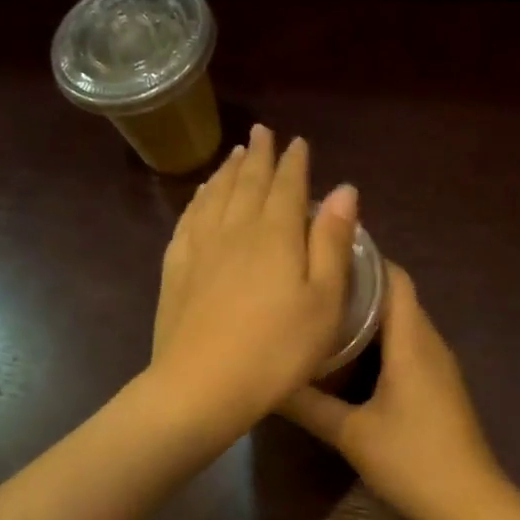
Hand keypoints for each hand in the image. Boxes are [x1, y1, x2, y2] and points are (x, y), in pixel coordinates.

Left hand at [149, 125, 358, 437]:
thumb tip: (343, 189)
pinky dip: (198, 201)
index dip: (294, 162)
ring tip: (234, 156)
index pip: (287, 185)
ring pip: (215, 196)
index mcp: (275, 233)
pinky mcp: (175, 270)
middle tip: (262, 134)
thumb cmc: (277, 350)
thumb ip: (331, 242)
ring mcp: (199, 248)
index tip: (297, 142)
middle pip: (247, 182)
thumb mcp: (323, 301)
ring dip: (227, 172)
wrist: (202, 385)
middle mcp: (235, 228)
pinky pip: (188, 220)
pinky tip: (200, 199)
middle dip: (258, 155)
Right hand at [280, 264, 502, 519]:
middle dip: (356, 285)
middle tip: (309, 284)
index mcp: (412, 340)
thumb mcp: (351, 433)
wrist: (468, 502)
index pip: (393, 276)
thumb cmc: (411, 459)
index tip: (321, 251)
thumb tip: (267, 381)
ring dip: (367, 316)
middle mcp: (430, 343)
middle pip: (396, 296)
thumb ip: (308, 405)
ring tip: (320, 314)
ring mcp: (438, 365)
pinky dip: (379, 342)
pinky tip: (348, 358)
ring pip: (401, 323)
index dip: (362, 257)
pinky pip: (407, 347)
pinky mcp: (438, 386)